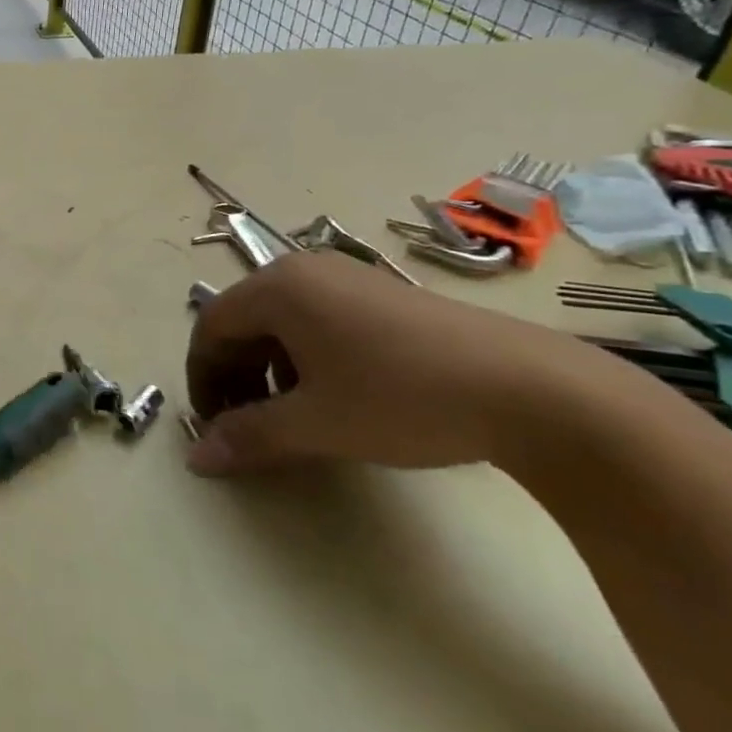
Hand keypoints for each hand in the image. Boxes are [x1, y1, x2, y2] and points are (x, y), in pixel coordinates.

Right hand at [185, 251, 639, 475]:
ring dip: (268, 371)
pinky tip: (333, 398)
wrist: (535, 391)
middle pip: (243, 323)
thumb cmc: (403, 397)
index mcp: (277, 288)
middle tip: (244, 425)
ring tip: (290, 417)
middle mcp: (305, 272)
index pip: (211, 328)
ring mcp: (348, 279)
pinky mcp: (384, 296)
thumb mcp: (316, 423)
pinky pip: (319, 322)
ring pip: (281, 324)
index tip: (211, 425)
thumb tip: (196, 459)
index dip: (201, 378)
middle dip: (234, 376)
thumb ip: (248, 437)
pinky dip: (306, 360)